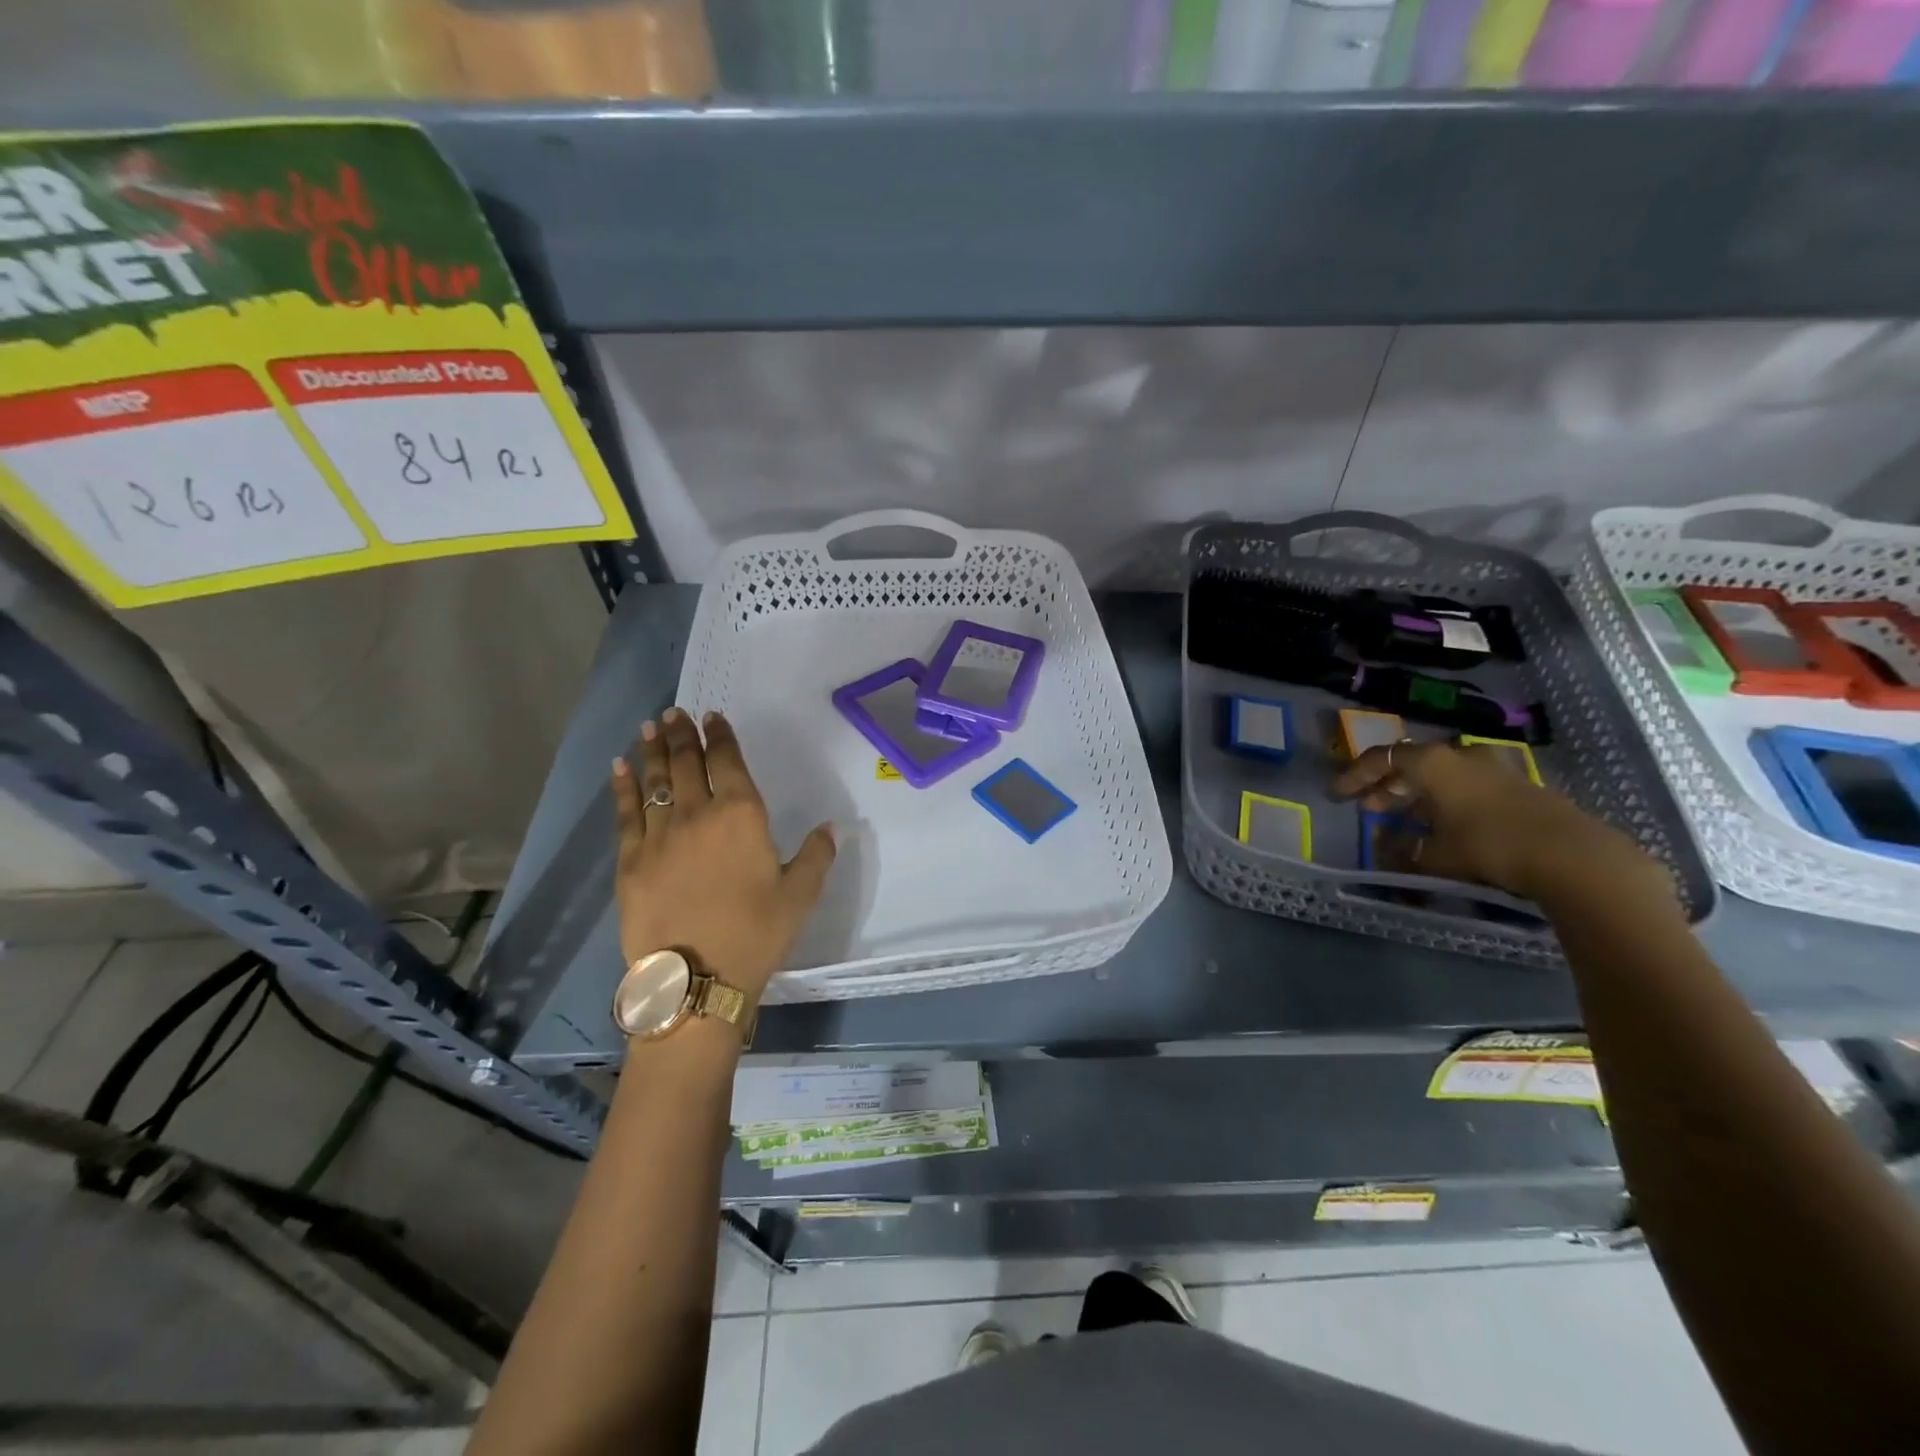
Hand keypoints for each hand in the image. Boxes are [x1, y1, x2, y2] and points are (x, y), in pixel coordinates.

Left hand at [610, 708, 834, 1005]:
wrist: (696, 979)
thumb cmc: (756, 934)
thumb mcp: (801, 896)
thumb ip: (816, 856)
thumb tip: (830, 828)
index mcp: (742, 816)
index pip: (728, 761)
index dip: (720, 736)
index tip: (712, 717)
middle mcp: (698, 813)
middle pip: (688, 763)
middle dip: (682, 734)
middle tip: (674, 713)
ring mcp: (659, 835)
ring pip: (655, 781)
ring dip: (654, 750)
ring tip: (650, 727)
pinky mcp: (631, 861)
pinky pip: (626, 813)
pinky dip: (623, 787)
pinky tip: (620, 768)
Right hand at [1332, 740, 1670, 905]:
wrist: (1575, 858)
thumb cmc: (1490, 847)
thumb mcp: (1435, 855)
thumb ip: (1403, 849)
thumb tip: (1383, 845)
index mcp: (1433, 763)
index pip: (1381, 758)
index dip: (1355, 775)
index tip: (1339, 795)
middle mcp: (1461, 757)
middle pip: (1412, 763)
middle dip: (1386, 784)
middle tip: (1369, 806)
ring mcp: (1494, 770)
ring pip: (1442, 775)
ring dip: (1418, 793)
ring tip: (1404, 818)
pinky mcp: (1519, 788)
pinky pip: (1467, 786)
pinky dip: (1447, 800)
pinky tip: (1446, 825)